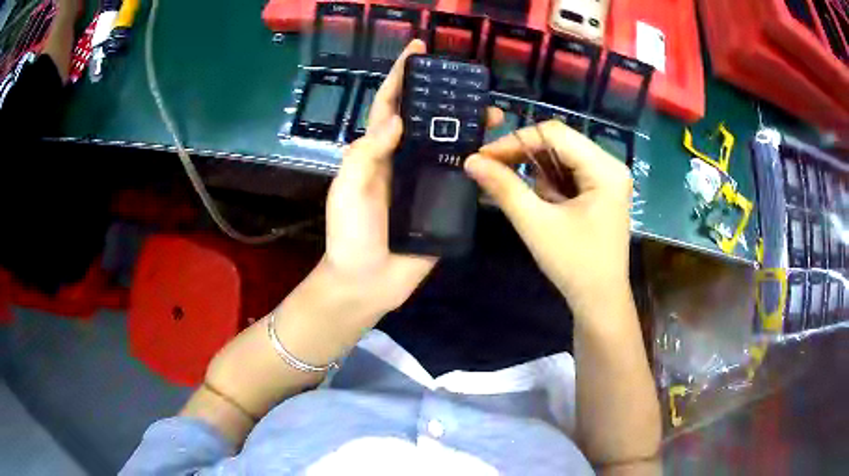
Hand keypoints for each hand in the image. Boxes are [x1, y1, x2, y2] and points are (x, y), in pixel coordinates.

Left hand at [320, 39, 503, 317]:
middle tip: (472, 83)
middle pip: (428, 120)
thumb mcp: (348, 190)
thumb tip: (398, 119)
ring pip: (451, 144)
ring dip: (470, 126)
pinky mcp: (444, 203)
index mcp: (377, 152)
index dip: (402, 76)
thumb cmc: (351, 235)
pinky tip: (497, 151)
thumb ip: (366, 154)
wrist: (368, 283)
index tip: (419, 50)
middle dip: (446, 98)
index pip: (390, 105)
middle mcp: (404, 160)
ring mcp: (426, 181)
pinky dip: (479, 161)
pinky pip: (464, 177)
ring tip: (494, 113)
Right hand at [464, 121, 632, 313]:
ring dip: (537, 174)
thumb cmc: (574, 265)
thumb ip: (504, 188)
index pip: (555, 133)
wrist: (600, 301)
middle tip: (493, 172)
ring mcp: (608, 179)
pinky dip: (549, 185)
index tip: (484, 157)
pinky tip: (545, 206)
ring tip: (531, 202)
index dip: (516, 140)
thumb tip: (471, 160)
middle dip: (525, 157)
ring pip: (561, 158)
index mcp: (604, 168)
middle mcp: (610, 165)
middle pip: (559, 143)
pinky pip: (569, 174)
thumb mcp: (536, 224)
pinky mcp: (602, 192)